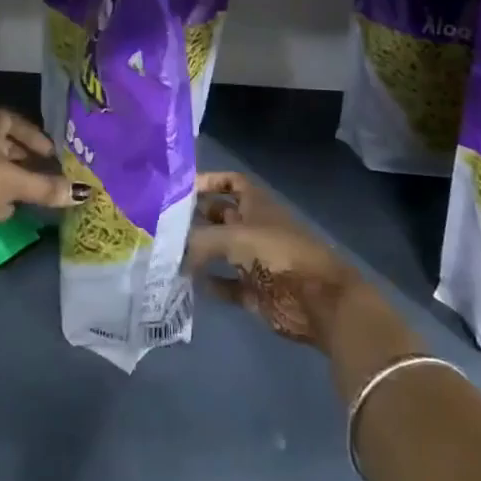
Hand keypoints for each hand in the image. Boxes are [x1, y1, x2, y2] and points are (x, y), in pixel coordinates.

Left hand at [0, 111, 82, 254]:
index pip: (9, 119)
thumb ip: (46, 186)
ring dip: (11, 182)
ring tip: (36, 191)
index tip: (49, 150)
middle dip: (23, 158)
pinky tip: (12, 211)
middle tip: (47, 170)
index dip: (30, 133)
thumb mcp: (15, 181)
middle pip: (1, 147)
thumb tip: (82, 192)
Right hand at [182, 170, 363, 348]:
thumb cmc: (279, 253)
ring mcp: (255, 259)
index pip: (230, 182)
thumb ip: (199, 240)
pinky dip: (210, 284)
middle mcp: (254, 227)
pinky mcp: (255, 290)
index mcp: (256, 204)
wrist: (319, 300)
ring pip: (221, 250)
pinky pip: (227, 284)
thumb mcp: (235, 237)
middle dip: (196, 217)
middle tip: (161, 223)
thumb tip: (170, 249)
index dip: (209, 181)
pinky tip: (188, 284)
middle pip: (221, 216)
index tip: (179, 188)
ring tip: (167, 253)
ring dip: (199, 252)